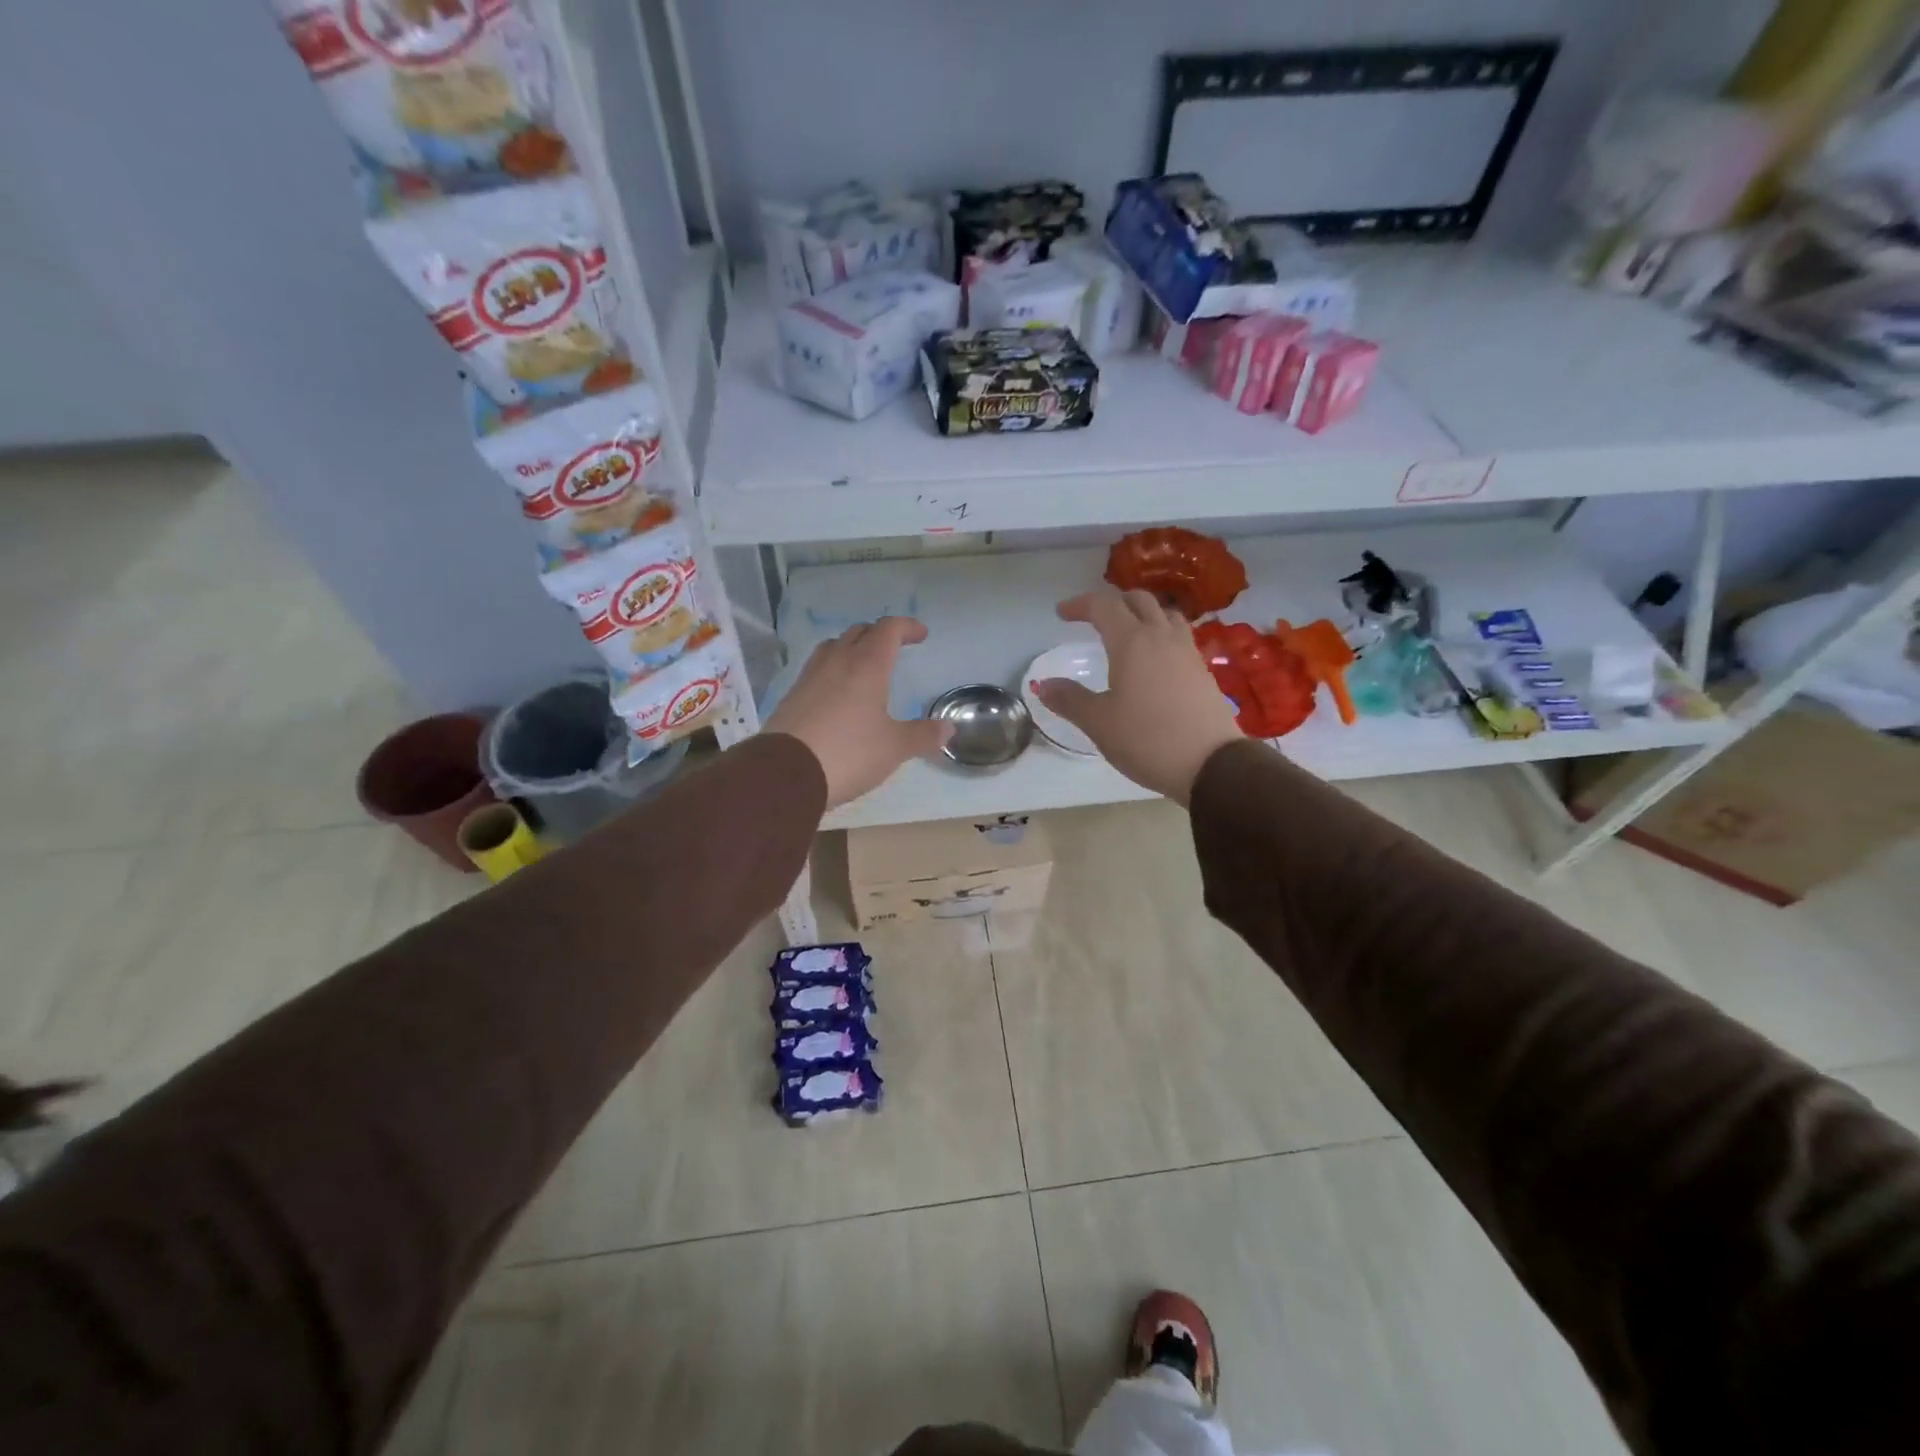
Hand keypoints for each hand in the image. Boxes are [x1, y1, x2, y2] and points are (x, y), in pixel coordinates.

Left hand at [765, 617, 952, 808]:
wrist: (786, 773)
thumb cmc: (849, 753)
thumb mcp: (894, 747)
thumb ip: (922, 735)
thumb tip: (948, 729)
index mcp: (867, 665)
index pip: (888, 629)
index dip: (907, 627)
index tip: (921, 635)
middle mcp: (837, 662)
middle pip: (859, 632)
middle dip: (879, 634)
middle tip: (894, 648)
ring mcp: (810, 676)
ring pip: (833, 646)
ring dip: (852, 647)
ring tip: (863, 664)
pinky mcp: (792, 696)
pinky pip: (816, 669)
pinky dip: (833, 670)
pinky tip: (836, 693)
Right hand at [1032, 589, 1242, 805]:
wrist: (1211, 764)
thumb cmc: (1147, 739)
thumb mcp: (1099, 723)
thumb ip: (1070, 700)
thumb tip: (1043, 686)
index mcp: (1132, 642)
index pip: (1103, 606)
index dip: (1080, 604)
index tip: (1062, 614)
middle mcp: (1161, 637)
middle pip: (1138, 600)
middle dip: (1113, 602)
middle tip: (1093, 618)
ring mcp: (1187, 652)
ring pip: (1165, 614)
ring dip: (1142, 614)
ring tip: (1127, 632)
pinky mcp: (1203, 670)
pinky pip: (1180, 636)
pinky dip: (1161, 634)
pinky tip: (1155, 659)